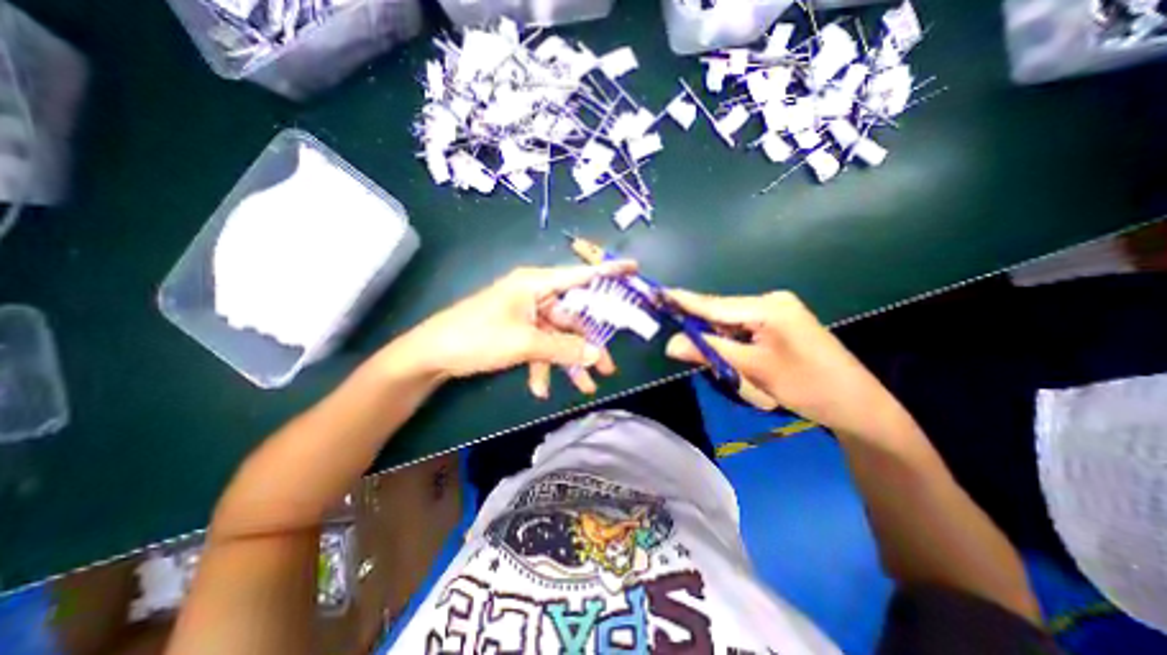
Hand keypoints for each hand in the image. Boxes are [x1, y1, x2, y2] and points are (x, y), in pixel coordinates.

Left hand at [394, 261, 633, 399]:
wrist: (432, 355)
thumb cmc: (478, 337)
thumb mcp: (525, 344)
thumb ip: (564, 349)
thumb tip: (598, 355)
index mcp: (536, 283)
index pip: (580, 275)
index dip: (608, 271)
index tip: (634, 268)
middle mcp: (534, 294)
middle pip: (572, 318)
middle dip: (587, 345)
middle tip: (607, 368)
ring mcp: (525, 313)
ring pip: (557, 337)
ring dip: (567, 362)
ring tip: (583, 388)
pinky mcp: (517, 330)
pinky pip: (539, 346)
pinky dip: (543, 365)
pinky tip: (541, 387)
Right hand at [660, 289, 905, 435]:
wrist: (856, 404)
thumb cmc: (806, 385)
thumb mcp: (753, 369)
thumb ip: (709, 352)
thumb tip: (671, 344)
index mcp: (767, 307)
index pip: (714, 304)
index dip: (683, 301)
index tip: (657, 294)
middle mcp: (770, 301)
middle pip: (721, 312)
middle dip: (700, 328)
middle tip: (678, 342)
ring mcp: (778, 311)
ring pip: (731, 322)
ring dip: (717, 339)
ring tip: (712, 358)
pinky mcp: (781, 323)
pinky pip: (744, 328)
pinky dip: (731, 341)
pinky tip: (731, 356)